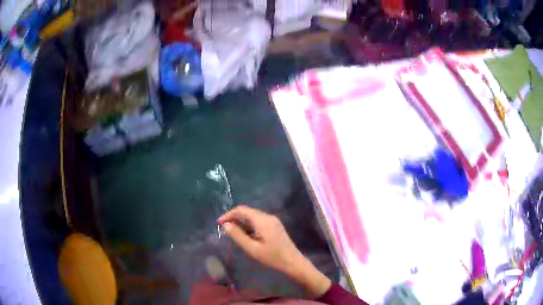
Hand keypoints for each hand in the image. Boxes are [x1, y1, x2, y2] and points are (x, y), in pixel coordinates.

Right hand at [218, 206, 330, 297]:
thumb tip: (226, 225)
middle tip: (224, 229)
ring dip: (241, 222)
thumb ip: (238, 236)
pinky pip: (258, 221)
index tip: (219, 223)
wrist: (293, 262)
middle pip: (247, 212)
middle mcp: (268, 216)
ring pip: (253, 216)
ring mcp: (273, 221)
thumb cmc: (272, 257)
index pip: (242, 210)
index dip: (229, 214)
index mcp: (262, 220)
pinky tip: (245, 235)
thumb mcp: (252, 248)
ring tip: (232, 233)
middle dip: (234, 218)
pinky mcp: (275, 226)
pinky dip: (249, 225)